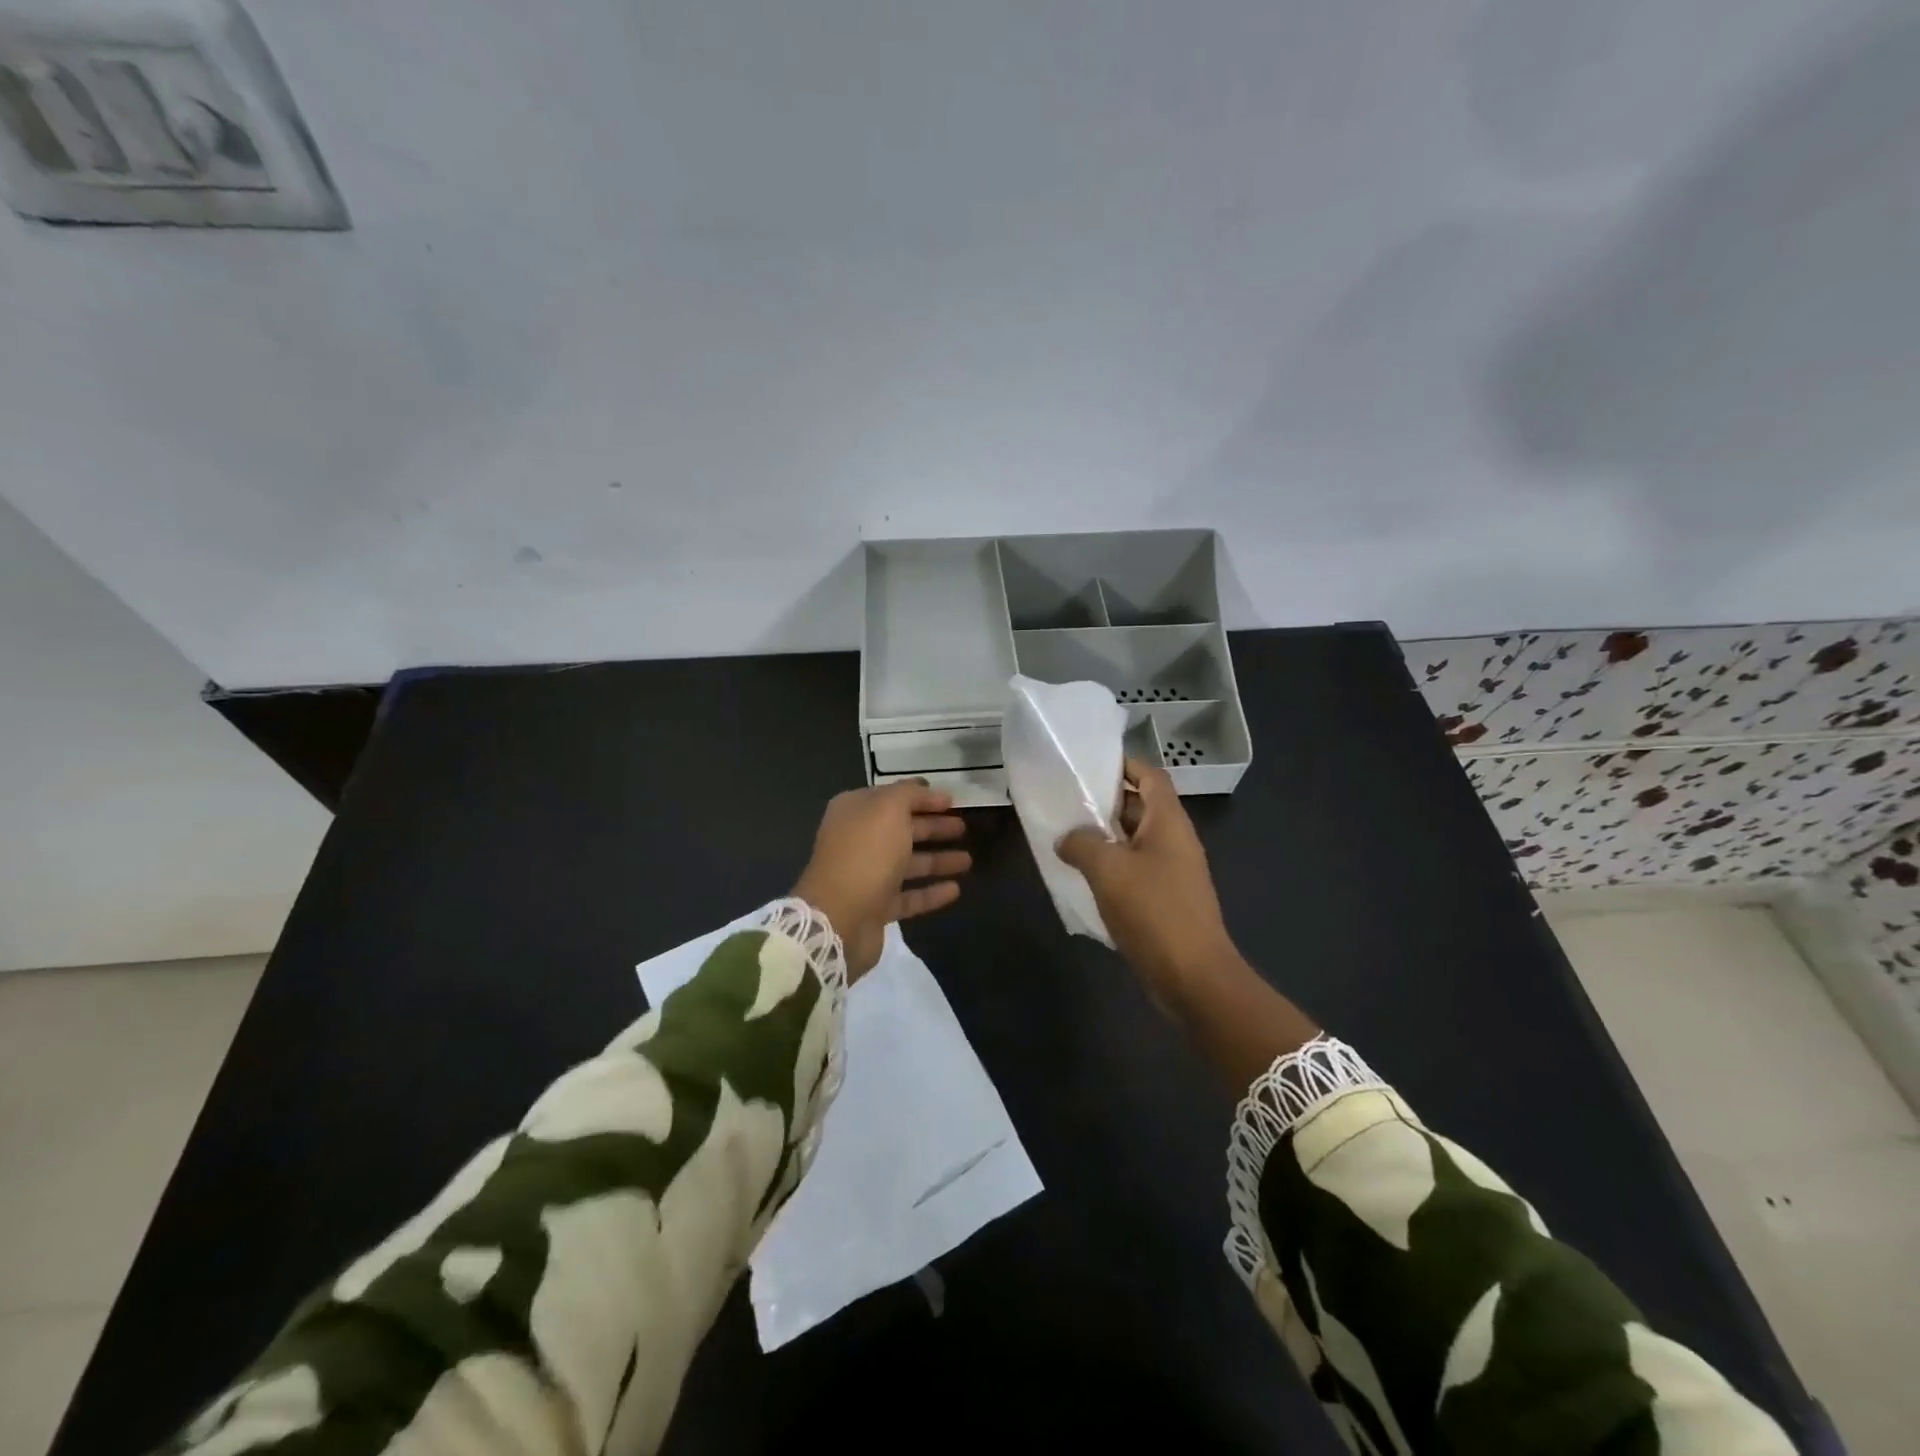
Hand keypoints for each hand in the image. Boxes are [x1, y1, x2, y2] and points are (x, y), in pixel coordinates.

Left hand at [793, 781, 971, 979]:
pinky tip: (955, 890)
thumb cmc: (866, 853)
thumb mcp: (888, 809)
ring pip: (907, 863)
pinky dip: (930, 892)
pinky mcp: (875, 908)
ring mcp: (866, 876)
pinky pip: (908, 896)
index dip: (922, 798)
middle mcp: (857, 841)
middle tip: (963, 827)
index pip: (893, 798)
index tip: (952, 801)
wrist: (839, 917)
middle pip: (902, 830)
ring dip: (937, 860)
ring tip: (968, 860)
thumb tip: (923, 788)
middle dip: (933, 827)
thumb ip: (908, 794)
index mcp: (854, 812)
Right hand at [1056, 759, 1243, 1011]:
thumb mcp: (1108, 869)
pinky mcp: (1165, 900)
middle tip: (1066, 801)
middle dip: (1105, 802)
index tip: (1089, 765)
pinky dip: (1110, 867)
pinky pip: (1134, 870)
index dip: (1124, 764)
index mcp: (1168, 822)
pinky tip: (1082, 876)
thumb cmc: (1153, 911)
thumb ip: (1082, 844)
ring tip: (1065, 836)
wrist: (1193, 977)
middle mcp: (1174, 840)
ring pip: (1134, 841)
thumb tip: (1066, 838)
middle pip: (1140, 806)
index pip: (1150, 775)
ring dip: (1104, 837)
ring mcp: (1172, 872)